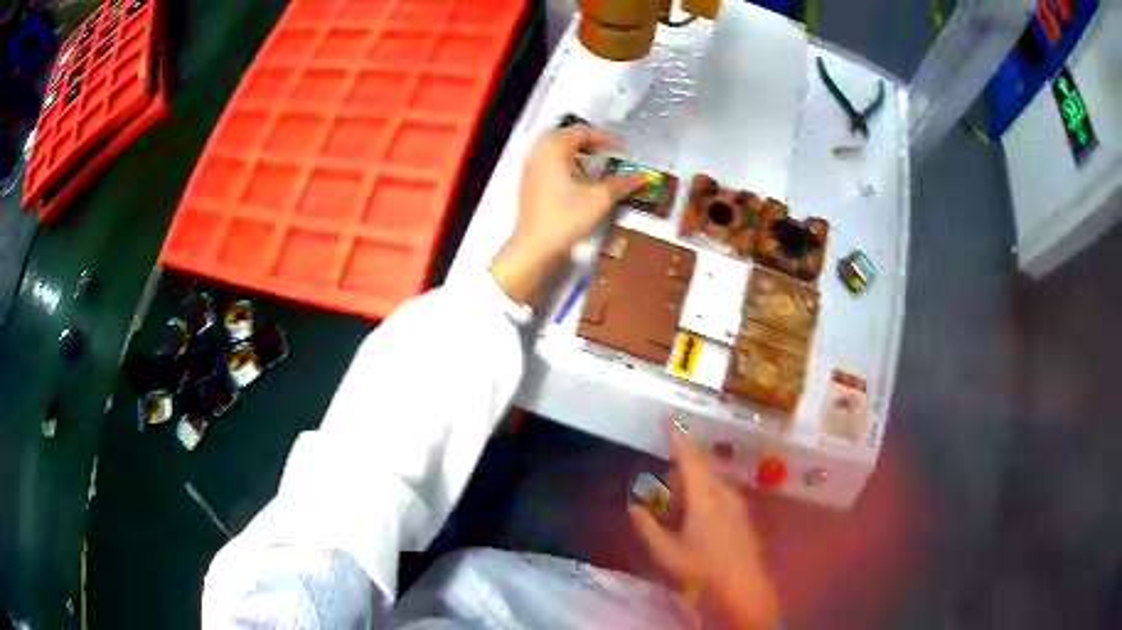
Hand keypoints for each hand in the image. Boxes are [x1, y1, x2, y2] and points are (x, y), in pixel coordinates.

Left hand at [490, 125, 644, 303]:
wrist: (534, 247)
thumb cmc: (566, 218)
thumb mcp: (599, 199)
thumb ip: (621, 183)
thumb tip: (641, 176)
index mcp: (553, 149)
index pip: (580, 132)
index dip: (603, 137)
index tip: (620, 147)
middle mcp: (538, 154)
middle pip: (564, 136)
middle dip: (587, 141)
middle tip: (605, 151)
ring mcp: (530, 169)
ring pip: (554, 151)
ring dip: (575, 153)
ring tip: (593, 165)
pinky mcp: (528, 185)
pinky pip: (548, 164)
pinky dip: (564, 165)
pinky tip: (577, 181)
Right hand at [629, 422, 779, 627]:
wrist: (743, 583)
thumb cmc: (702, 568)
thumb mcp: (667, 552)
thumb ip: (647, 527)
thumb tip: (633, 506)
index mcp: (704, 497)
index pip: (689, 459)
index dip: (677, 438)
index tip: (666, 420)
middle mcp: (723, 492)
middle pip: (701, 465)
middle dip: (681, 463)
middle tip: (663, 478)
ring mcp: (736, 501)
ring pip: (711, 478)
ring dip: (691, 480)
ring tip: (674, 498)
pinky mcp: (741, 512)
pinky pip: (719, 489)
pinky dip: (702, 491)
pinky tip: (693, 512)